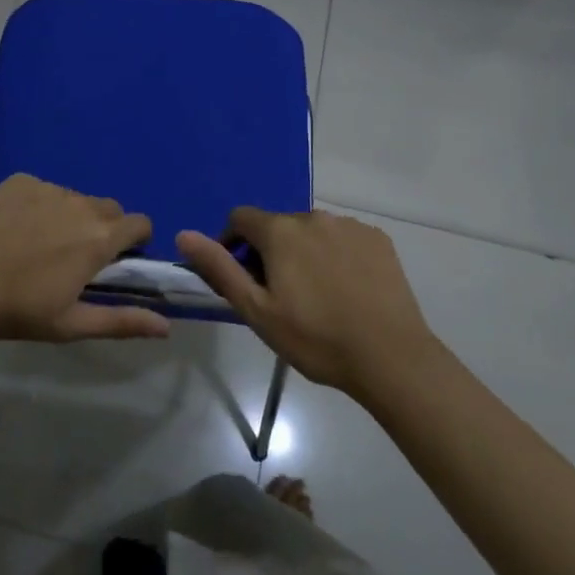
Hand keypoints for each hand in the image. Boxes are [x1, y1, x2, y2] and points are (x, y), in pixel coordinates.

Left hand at [0, 175, 169, 342]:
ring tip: (37, 244)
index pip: (140, 223)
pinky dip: (38, 205)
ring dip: (69, 216)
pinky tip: (13, 228)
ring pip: (74, 198)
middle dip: (103, 228)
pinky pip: (42, 189)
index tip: (118, 260)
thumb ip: (121, 321)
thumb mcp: (70, 323)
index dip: (135, 240)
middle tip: (75, 257)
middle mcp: (80, 204)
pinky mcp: (18, 181)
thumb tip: (166, 327)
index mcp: (98, 238)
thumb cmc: (16, 310)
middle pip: (108, 208)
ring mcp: (47, 188)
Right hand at [177, 208, 434, 396]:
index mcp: (280, 231)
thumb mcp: (256, 310)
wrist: (391, 357)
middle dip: (270, 250)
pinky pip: (343, 238)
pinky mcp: (378, 240)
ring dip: (303, 251)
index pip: (240, 218)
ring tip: (315, 294)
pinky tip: (345, 289)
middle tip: (278, 294)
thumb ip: (219, 268)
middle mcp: (314, 216)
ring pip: (312, 231)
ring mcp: (350, 225)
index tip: (241, 277)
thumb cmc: (315, 338)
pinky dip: (335, 254)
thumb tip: (184, 235)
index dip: (232, 243)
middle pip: (277, 225)